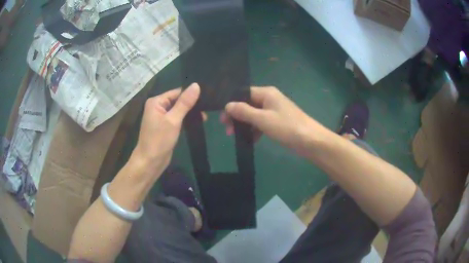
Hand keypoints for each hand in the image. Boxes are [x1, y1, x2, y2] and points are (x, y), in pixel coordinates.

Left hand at [131, 83, 199, 177]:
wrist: (150, 162)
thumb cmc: (159, 140)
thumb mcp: (173, 120)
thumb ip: (185, 103)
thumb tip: (196, 85)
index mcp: (156, 101)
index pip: (176, 92)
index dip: (190, 94)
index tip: (207, 98)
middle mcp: (157, 107)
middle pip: (177, 100)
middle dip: (191, 104)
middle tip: (208, 108)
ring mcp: (161, 117)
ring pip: (178, 110)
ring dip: (190, 113)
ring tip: (205, 117)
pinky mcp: (165, 127)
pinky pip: (177, 119)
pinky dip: (186, 120)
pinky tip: (197, 122)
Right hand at [222, 86, 322, 154]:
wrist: (311, 141)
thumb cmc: (287, 127)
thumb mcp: (263, 119)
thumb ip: (244, 111)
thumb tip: (227, 105)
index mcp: (266, 93)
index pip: (243, 93)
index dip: (232, 104)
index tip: (223, 119)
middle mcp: (270, 99)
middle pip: (248, 104)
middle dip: (237, 116)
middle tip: (228, 131)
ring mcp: (275, 111)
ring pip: (254, 115)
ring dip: (245, 125)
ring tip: (236, 137)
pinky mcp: (278, 122)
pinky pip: (262, 123)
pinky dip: (255, 130)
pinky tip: (251, 140)